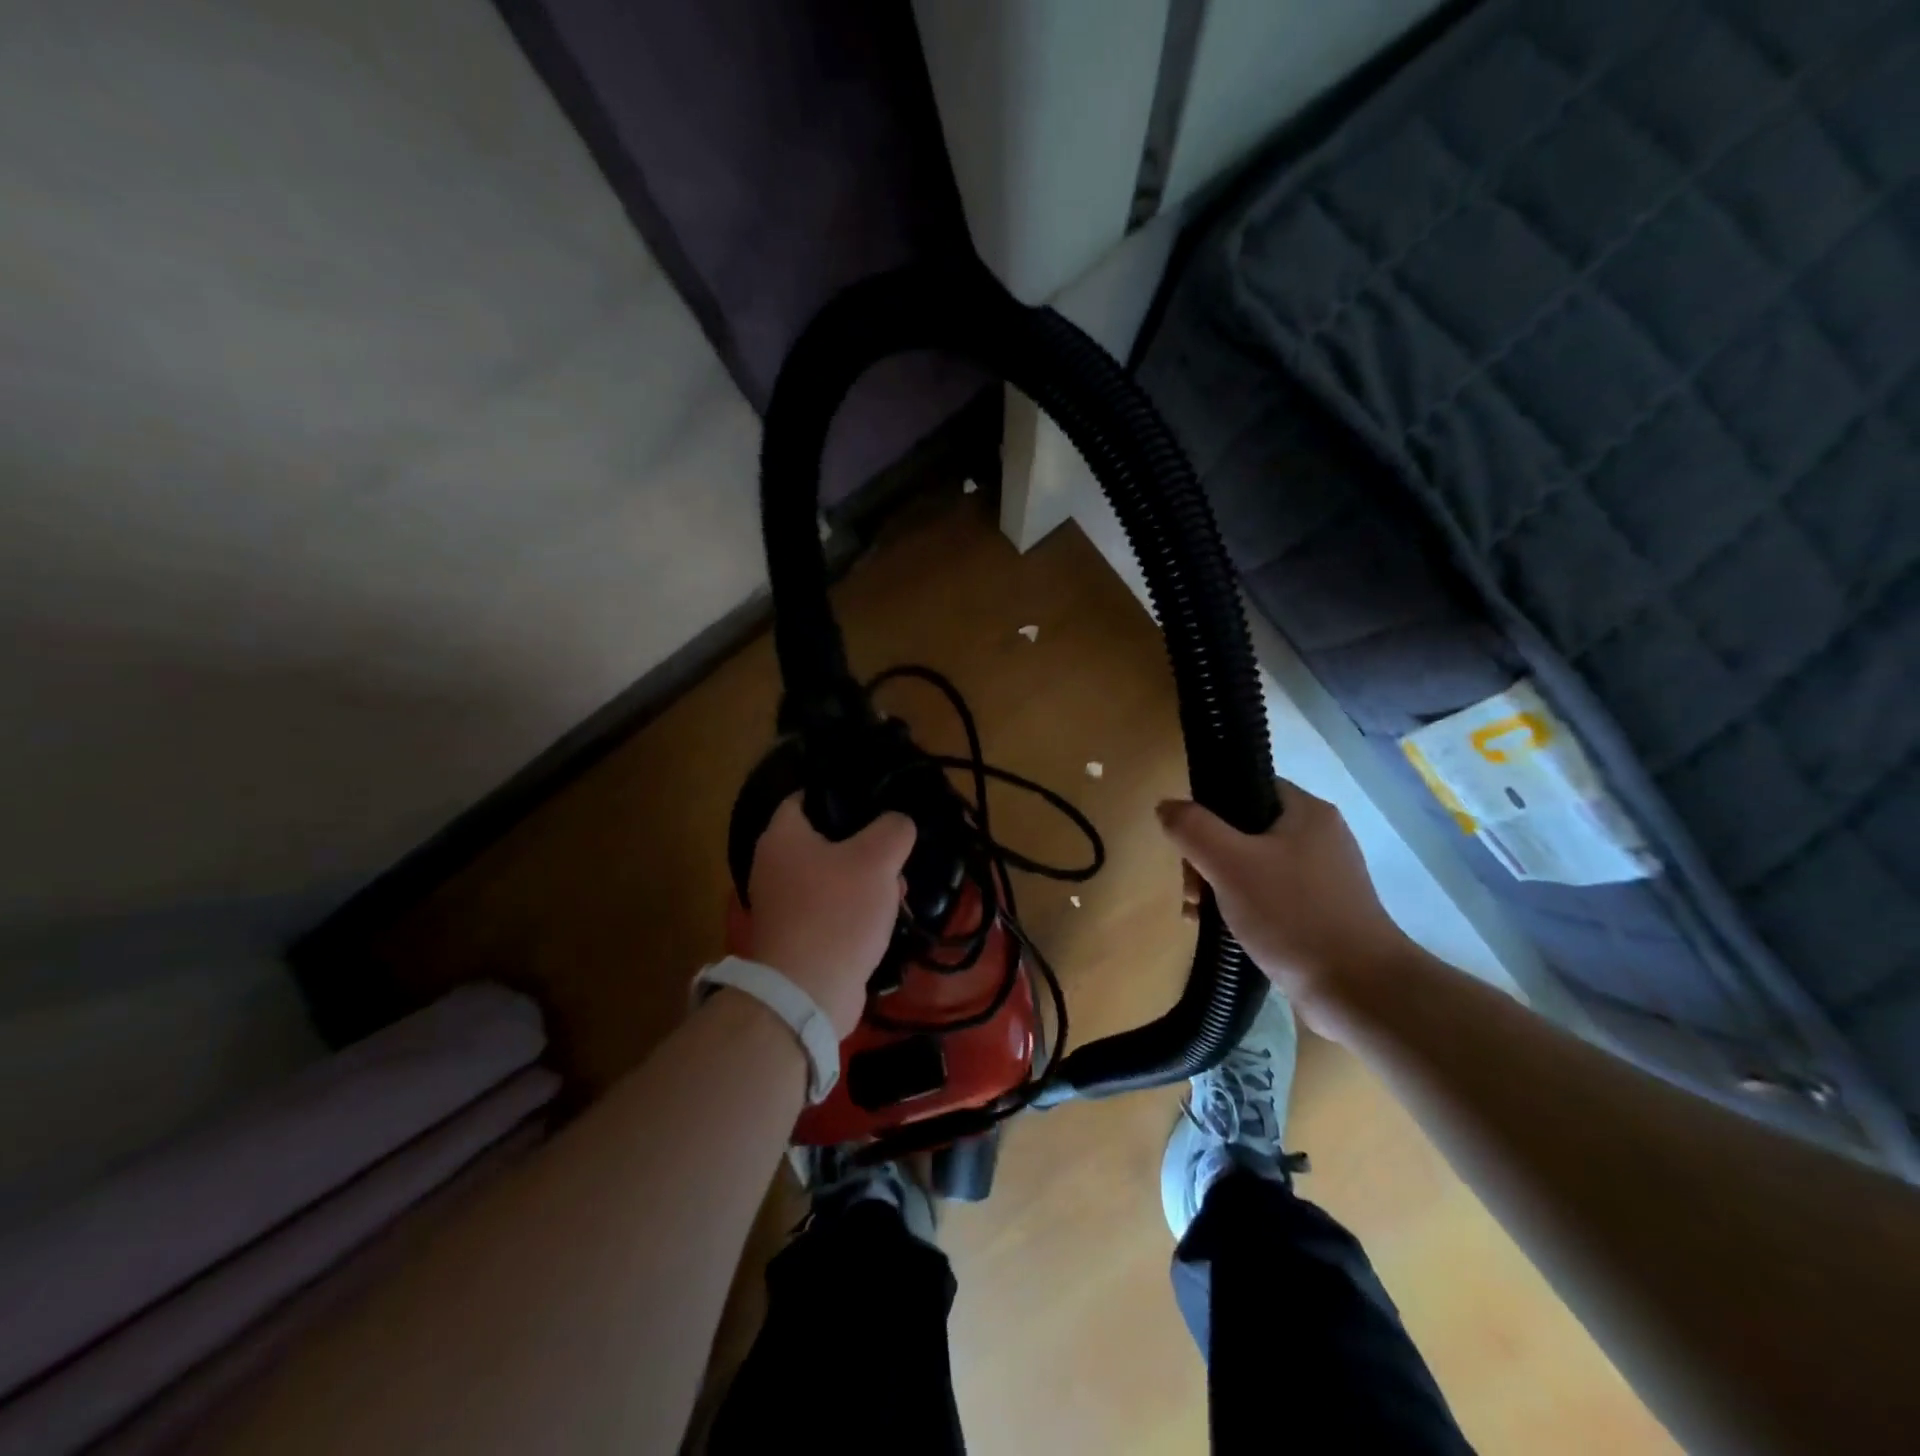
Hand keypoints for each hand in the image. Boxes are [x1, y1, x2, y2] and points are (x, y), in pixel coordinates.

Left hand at [748, 794, 916, 1038]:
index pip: (805, 797)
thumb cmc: (838, 912)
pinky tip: (882, 920)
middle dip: (864, 845)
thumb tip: (898, 824)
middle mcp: (772, 866)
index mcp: (782, 837)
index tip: (874, 799)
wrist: (807, 993)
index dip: (840, 794)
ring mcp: (781, 905)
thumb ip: (894, 829)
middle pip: (823, 840)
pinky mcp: (794, 937)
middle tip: (894, 850)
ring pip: (831, 877)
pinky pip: (829, 909)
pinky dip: (853, 910)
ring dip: (864, 881)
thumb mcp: (877, 859)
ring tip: (897, 890)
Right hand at [1158, 778, 1417, 1039]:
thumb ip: (1193, 828)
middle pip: (1242, 830)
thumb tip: (1166, 806)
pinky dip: (1241, 909)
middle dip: (1206, 859)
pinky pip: (1268, 897)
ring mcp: (1322, 878)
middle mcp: (1319, 837)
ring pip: (1251, 866)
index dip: (1209, 809)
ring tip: (1199, 917)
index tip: (1189, 844)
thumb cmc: (1293, 916)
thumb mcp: (1230, 864)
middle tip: (1193, 891)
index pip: (1246, 787)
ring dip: (1217, 887)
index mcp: (1307, 812)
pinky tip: (1224, 934)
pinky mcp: (1320, 913)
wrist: (1359, 990)